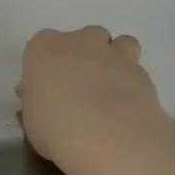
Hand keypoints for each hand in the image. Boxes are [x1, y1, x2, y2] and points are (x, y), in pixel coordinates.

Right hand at [19, 26, 174, 174]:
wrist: (107, 136)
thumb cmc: (55, 126)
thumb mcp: (31, 118)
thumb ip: (37, 101)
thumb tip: (43, 99)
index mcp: (45, 47)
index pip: (43, 45)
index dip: (47, 66)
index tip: (48, 87)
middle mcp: (80, 42)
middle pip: (85, 37)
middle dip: (85, 55)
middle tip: (81, 86)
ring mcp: (114, 54)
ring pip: (120, 44)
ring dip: (116, 59)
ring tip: (111, 89)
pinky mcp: (142, 73)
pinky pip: (137, 70)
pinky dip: (133, 84)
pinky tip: (128, 108)